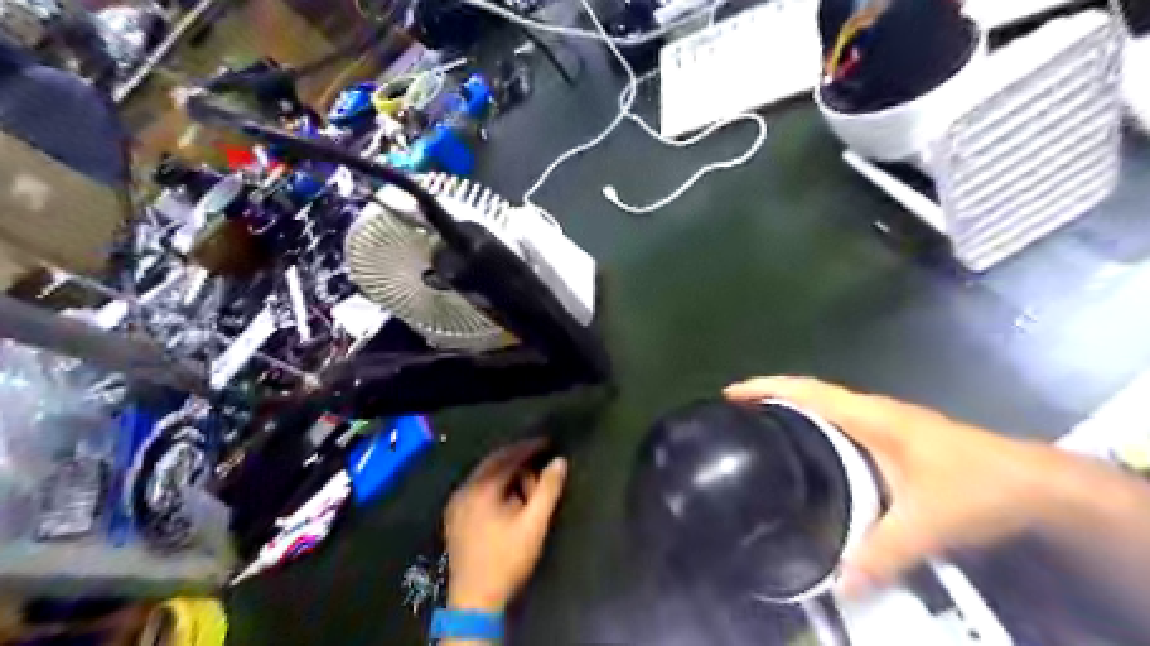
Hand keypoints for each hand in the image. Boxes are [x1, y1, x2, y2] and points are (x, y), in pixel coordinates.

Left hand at [440, 440, 567, 611]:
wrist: (475, 601)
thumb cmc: (507, 559)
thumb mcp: (534, 524)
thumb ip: (547, 489)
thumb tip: (559, 461)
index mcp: (481, 488)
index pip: (508, 456)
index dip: (529, 447)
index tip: (548, 443)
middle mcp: (464, 489)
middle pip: (493, 462)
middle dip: (517, 458)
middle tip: (540, 460)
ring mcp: (456, 503)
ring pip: (484, 475)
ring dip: (506, 473)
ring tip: (528, 482)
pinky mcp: (454, 517)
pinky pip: (476, 488)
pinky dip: (494, 485)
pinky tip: (508, 497)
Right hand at [727, 378, 1058, 594]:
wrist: (1035, 483)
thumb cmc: (975, 487)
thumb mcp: (925, 523)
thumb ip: (882, 553)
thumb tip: (839, 584)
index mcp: (868, 417)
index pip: (807, 391)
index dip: (767, 387)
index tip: (731, 393)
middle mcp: (870, 411)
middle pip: (809, 393)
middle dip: (771, 396)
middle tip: (735, 415)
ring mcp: (883, 421)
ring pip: (825, 406)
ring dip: (792, 410)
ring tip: (760, 428)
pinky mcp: (892, 436)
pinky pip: (839, 422)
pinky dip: (814, 425)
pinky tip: (808, 451)